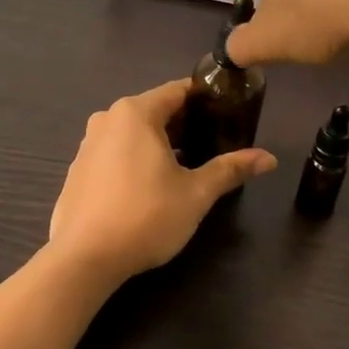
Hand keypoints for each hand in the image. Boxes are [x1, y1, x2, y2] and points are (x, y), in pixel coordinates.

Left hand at [48, 80, 275, 282]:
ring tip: (188, 165)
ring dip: (160, 142)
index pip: (178, 91)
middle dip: (185, 124)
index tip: (230, 113)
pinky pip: (115, 151)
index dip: (206, 99)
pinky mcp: (79, 169)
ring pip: (134, 132)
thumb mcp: (195, 194)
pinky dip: (136, 158)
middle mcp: (108, 118)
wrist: (83, 258)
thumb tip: (269, 158)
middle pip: (155, 110)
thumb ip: (230, 169)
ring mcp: (88, 143)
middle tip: (216, 142)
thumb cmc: (145, 216)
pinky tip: (151, 186)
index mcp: (135, 112)